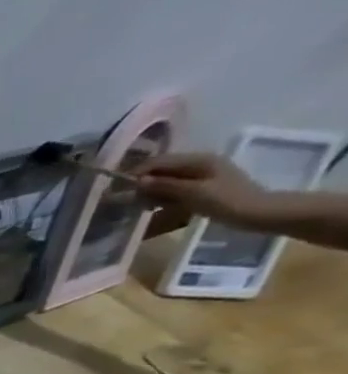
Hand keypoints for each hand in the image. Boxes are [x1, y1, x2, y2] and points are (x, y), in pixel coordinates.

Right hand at [136, 152, 276, 231]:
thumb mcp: (193, 193)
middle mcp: (199, 164)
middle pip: (161, 170)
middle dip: (142, 183)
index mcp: (199, 160)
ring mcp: (201, 176)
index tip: (116, 189)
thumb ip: (165, 186)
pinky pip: (174, 189)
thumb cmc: (226, 201)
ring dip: (150, 192)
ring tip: (138, 207)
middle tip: (125, 201)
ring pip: (166, 180)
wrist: (256, 212)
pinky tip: (154, 208)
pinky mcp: (201, 187)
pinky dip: (161, 197)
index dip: (137, 173)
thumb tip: (137, 181)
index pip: (159, 161)